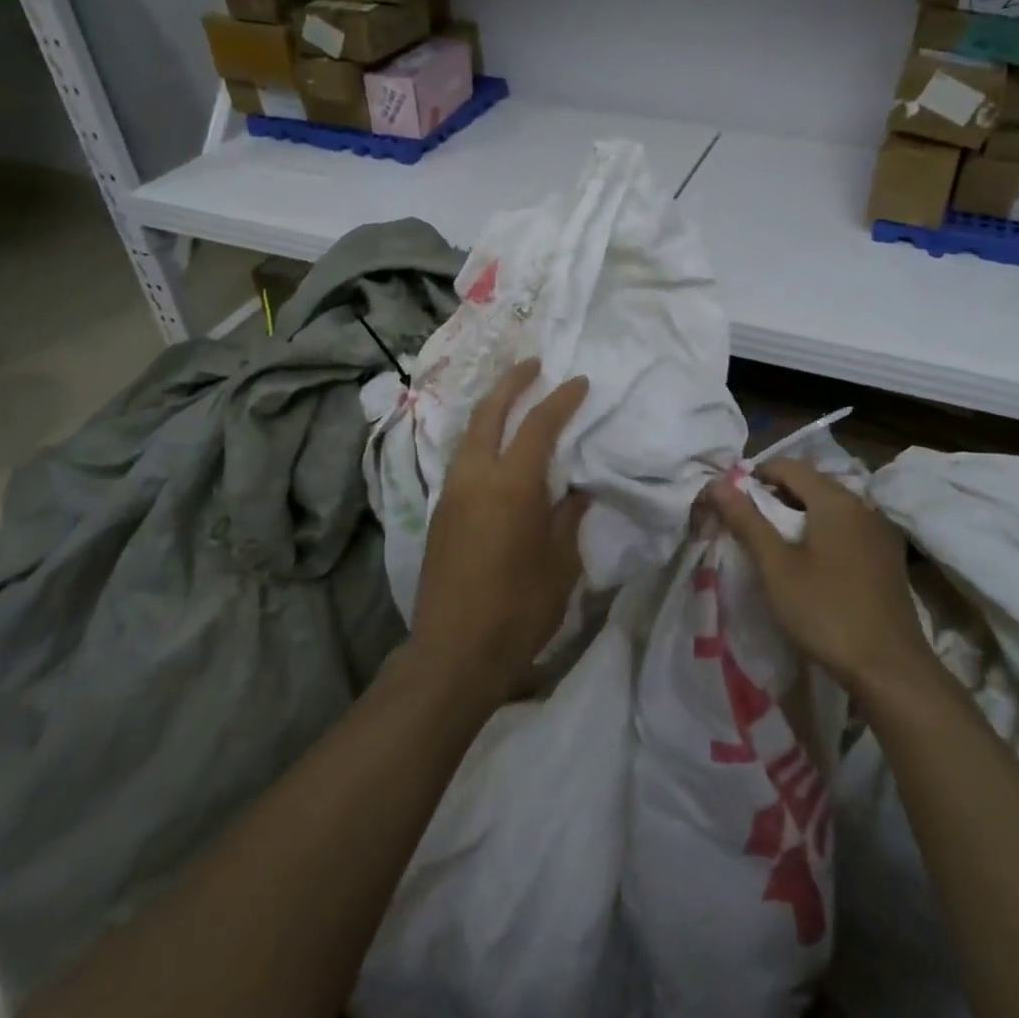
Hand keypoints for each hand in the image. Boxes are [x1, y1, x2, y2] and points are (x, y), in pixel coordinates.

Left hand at [408, 359, 590, 705]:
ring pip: (468, 433)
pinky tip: (494, 448)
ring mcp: (451, 493)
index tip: (578, 382)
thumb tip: (574, 491)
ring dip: (491, 408)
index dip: (561, 399)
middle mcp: (475, 477)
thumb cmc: (519, 609)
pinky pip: (461, 459)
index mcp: (512, 485)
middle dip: (512, 382)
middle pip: (489, 412)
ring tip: (512, 399)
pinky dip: (480, 439)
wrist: (454, 653)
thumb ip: (568, 518)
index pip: (538, 425)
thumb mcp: (560, 564)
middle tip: (533, 364)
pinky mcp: (439, 513)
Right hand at [709, 460, 927, 697]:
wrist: (890, 669)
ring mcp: (879, 531)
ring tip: (773, 545)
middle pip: (810, 483)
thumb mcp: (776, 566)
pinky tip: (808, 563)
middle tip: (747, 525)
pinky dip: (821, 532)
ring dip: (798, 515)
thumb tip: (717, 484)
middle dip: (775, 496)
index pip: (788, 466)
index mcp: (835, 499)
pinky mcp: (886, 557)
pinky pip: (846, 528)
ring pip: (829, 507)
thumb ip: (746, 520)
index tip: (732, 502)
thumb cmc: (825, 611)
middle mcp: (862, 505)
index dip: (755, 476)